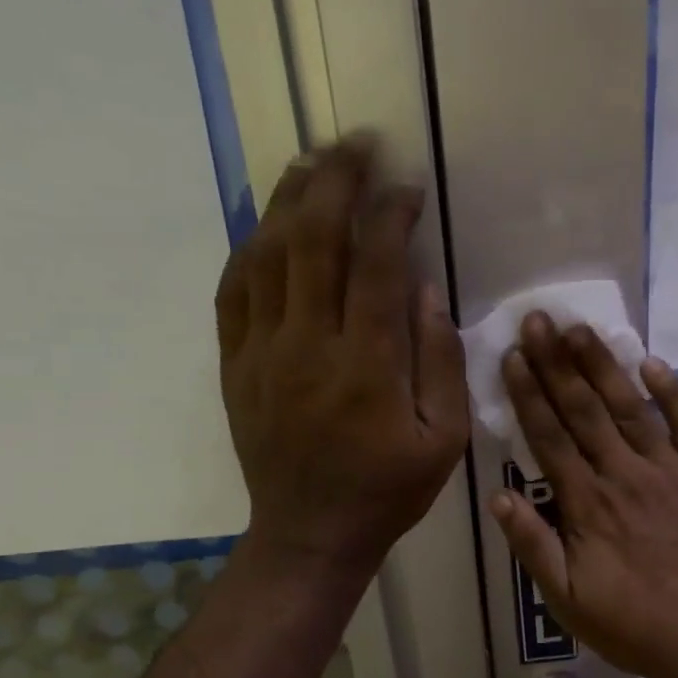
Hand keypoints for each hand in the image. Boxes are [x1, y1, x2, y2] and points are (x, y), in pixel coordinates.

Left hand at [215, 139, 468, 575]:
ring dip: (289, 199)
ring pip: (268, 255)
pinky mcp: (235, 366)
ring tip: (311, 161)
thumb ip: (442, 363)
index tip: (408, 186)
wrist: (309, 534)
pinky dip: (250, 248)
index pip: (378, 265)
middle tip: (356, 143)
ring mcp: (263, 354)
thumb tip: (426, 290)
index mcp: (369, 368)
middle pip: (315, 241)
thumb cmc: (387, 491)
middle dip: (336, 180)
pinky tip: (267, 224)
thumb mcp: (444, 440)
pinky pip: (234, 292)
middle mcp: (310, 348)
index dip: (392, 213)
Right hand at [489, 314, 677, 677]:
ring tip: (579, 329)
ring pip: (631, 408)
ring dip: (603, 366)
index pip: (549, 438)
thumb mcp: (569, 600)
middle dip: (556, 364)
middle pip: (585, 411)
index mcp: (588, 505)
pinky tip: (651, 363)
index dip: (528, 395)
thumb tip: (498, 496)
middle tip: (537, 320)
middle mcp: (626, 476)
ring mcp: (673, 472)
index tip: (511, 357)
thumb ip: (533, 546)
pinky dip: (672, 394)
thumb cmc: (637, 626)